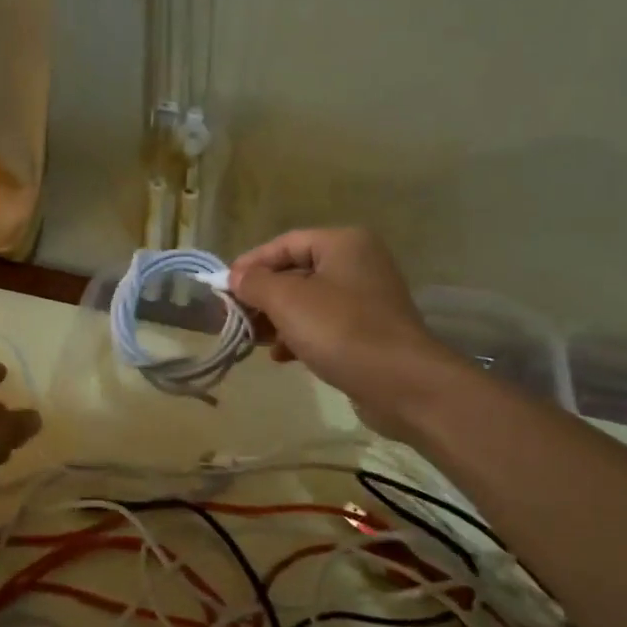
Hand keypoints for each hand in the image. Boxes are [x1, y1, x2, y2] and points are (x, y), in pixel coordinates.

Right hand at [229, 227, 458, 436]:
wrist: (402, 384)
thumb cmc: (341, 330)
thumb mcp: (288, 300)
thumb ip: (256, 283)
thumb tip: (236, 277)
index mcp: (343, 244)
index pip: (285, 243)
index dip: (252, 262)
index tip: (224, 287)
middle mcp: (358, 264)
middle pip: (296, 272)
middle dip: (263, 295)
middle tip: (235, 315)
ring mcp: (366, 299)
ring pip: (308, 302)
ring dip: (277, 319)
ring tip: (254, 339)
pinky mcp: (368, 331)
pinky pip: (323, 325)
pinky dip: (299, 336)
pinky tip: (282, 357)